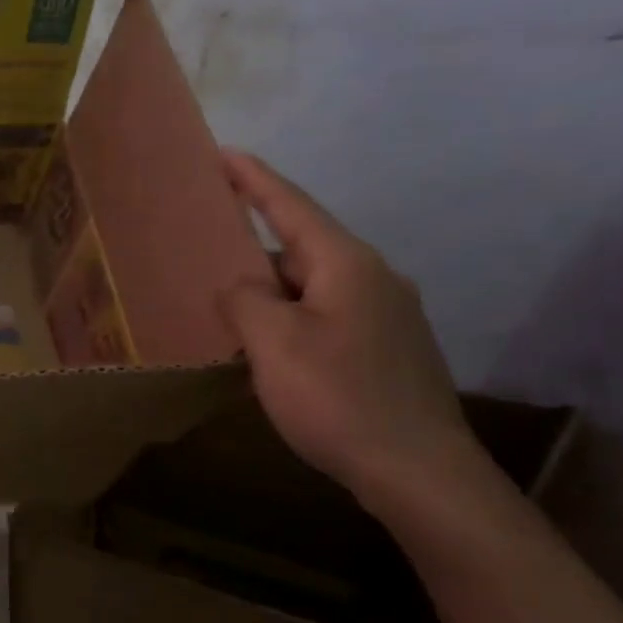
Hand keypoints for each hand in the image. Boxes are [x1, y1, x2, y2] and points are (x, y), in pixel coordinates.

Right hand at [218, 152, 476, 497]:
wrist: (417, 470)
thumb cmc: (338, 397)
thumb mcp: (274, 344)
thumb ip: (246, 300)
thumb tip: (239, 287)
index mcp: (346, 264)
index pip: (292, 206)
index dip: (254, 179)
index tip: (222, 152)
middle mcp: (372, 278)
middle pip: (301, 246)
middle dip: (253, 243)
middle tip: (205, 243)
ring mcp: (385, 315)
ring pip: (311, 285)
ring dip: (269, 288)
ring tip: (225, 300)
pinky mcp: (385, 349)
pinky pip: (324, 314)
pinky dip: (288, 316)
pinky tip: (265, 343)